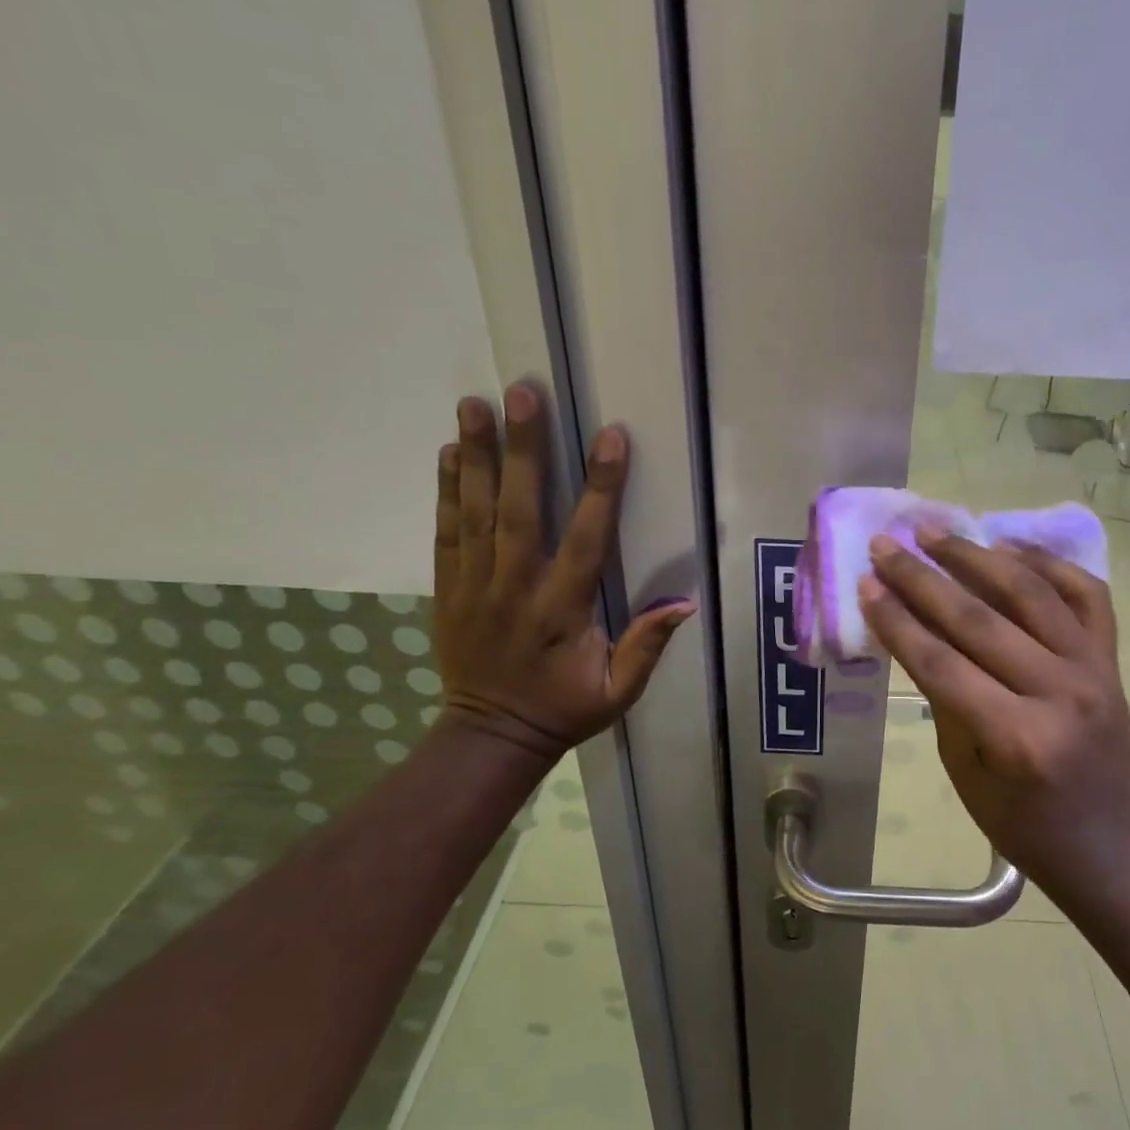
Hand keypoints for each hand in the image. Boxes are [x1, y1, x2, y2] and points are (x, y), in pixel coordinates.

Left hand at [432, 381, 694, 764]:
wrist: (490, 736)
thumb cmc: (563, 709)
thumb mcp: (618, 692)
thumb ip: (646, 647)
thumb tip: (684, 604)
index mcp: (562, 611)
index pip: (585, 540)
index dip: (600, 488)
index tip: (609, 437)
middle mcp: (515, 589)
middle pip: (518, 510)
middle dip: (523, 449)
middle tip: (524, 393)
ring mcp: (474, 587)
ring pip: (475, 513)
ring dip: (477, 456)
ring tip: (476, 403)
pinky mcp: (448, 590)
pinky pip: (446, 533)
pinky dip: (447, 491)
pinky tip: (452, 452)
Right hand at [858, 530, 1129, 894]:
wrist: (1108, 844)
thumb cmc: (1022, 824)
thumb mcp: (963, 773)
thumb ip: (944, 699)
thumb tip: (919, 633)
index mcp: (1015, 737)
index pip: (941, 663)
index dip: (897, 620)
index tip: (866, 583)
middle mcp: (1058, 693)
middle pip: (978, 619)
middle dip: (923, 578)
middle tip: (887, 545)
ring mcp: (1092, 670)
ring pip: (1029, 593)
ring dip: (976, 556)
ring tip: (935, 533)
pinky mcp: (1111, 660)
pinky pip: (1085, 594)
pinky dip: (1048, 564)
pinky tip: (1009, 546)